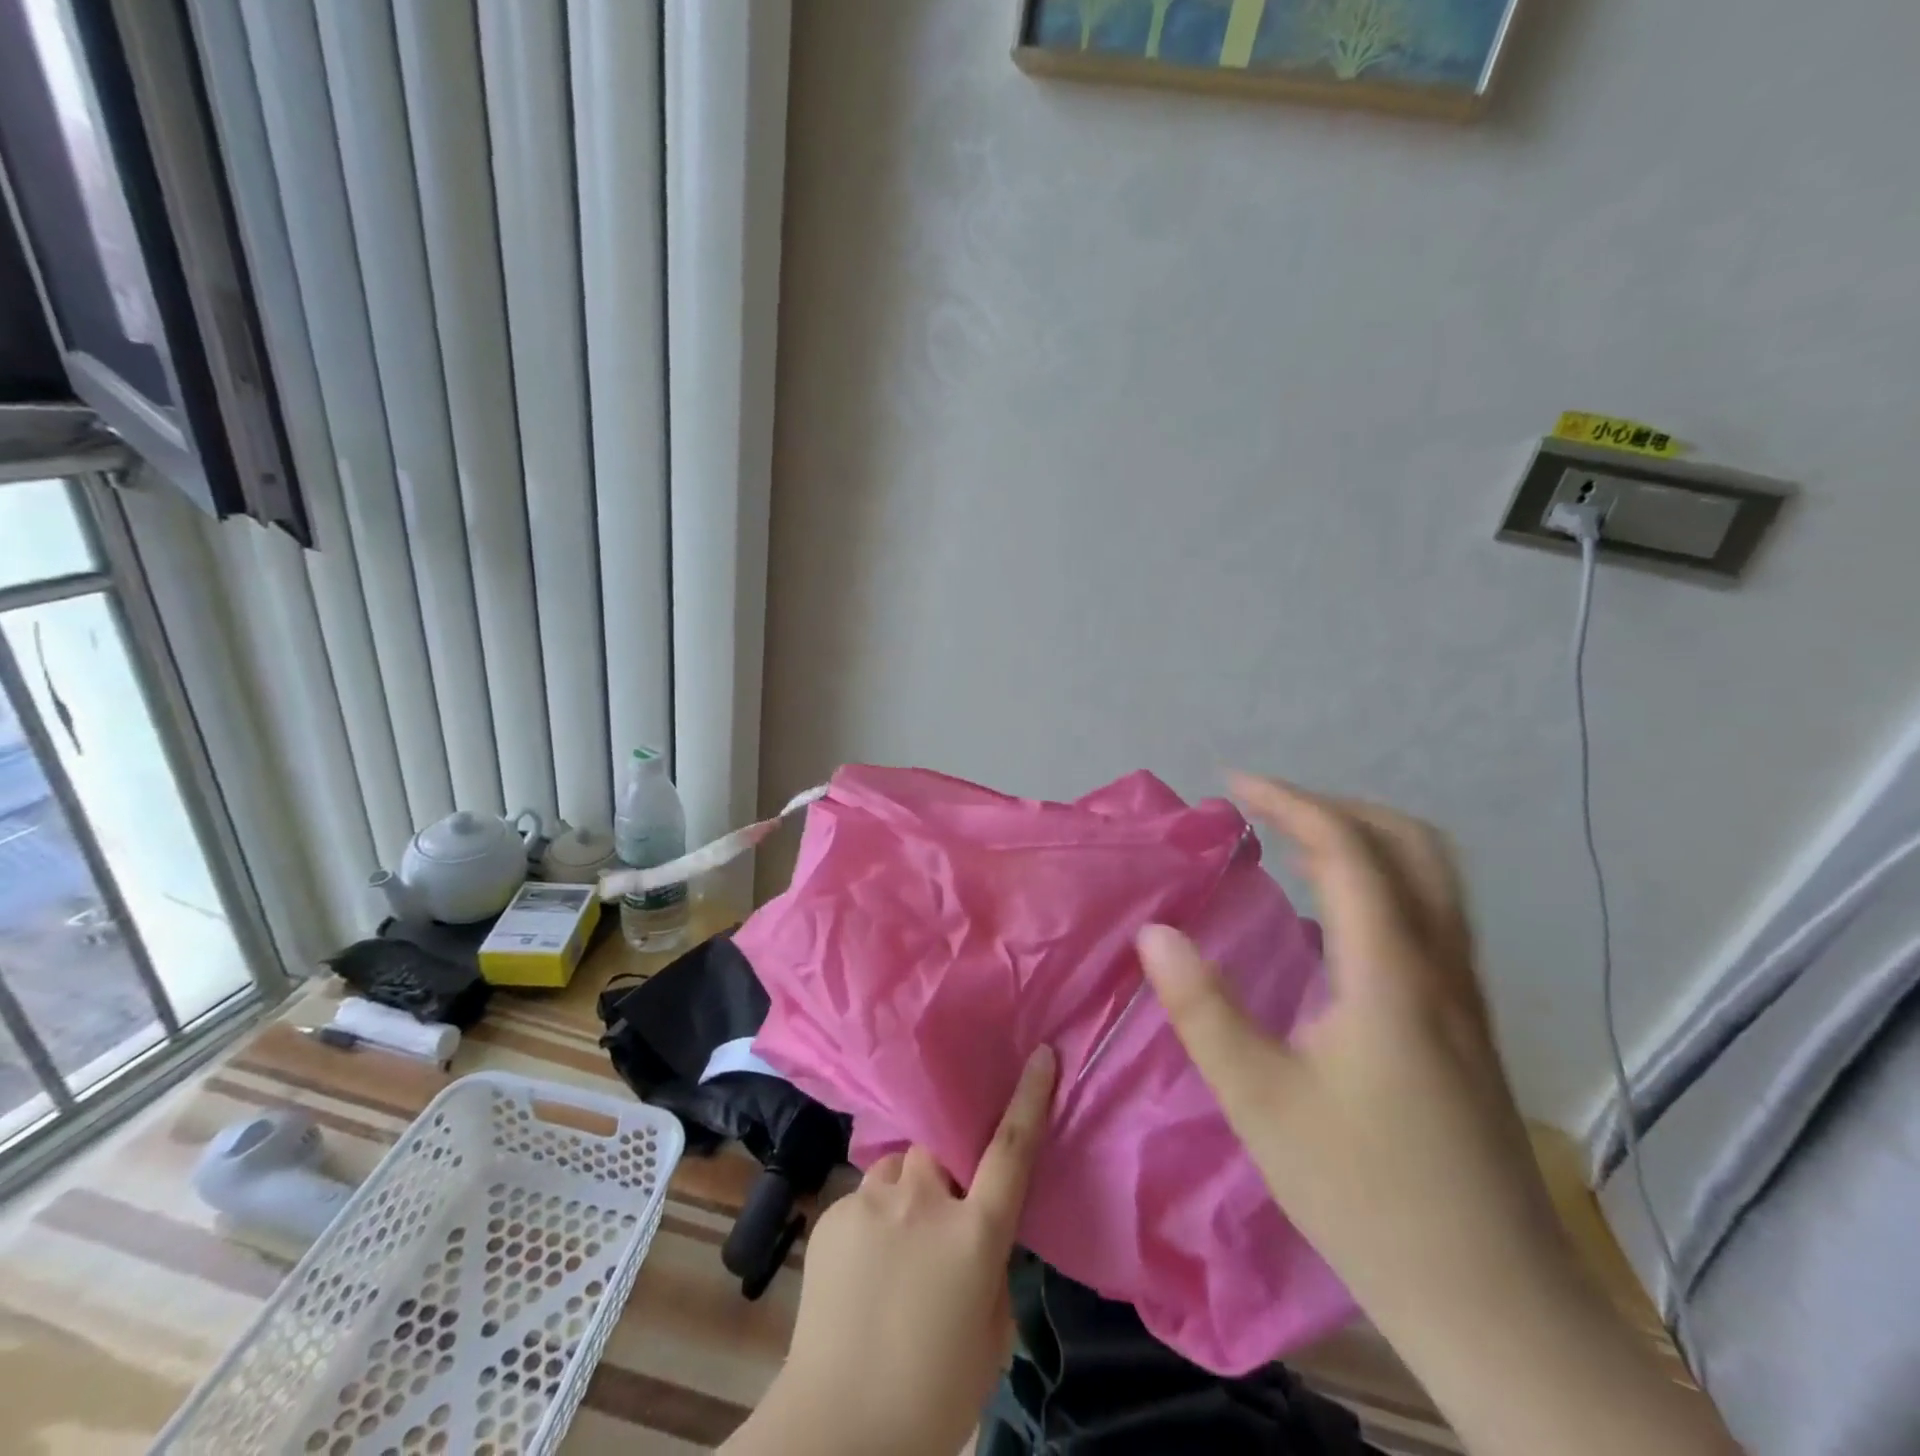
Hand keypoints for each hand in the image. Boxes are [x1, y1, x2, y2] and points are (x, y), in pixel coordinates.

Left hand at [724, 1044, 1058, 1455]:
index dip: (1030, 1097)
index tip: (1040, 1055)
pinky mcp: (834, 1213)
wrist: (838, 1432)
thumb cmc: (933, 1395)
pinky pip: (864, 1198)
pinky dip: (872, 1221)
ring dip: (904, 1195)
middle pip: (939, 1150)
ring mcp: (873, 1202)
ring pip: (898, 1170)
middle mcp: (924, 1200)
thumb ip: (991, 1269)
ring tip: (894, 1245)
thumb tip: (976, 1238)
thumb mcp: (991, 1335)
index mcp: (974, 1233)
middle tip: (937, 1215)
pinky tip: (861, 1271)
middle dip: (943, 1170)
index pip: (1011, 1149)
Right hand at [1135, 773, 1561, 1325]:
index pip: (1348, 851)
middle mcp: (1441, 966)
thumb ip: (1203, 1010)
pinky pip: (1432, 911)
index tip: (1233, 784)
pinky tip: (1333, 914)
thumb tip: (1155, 933)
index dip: (1290, 802)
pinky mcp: (1468, 1020)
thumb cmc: (1366, 1196)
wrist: (1495, 1301)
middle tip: (1266, 808)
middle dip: (1335, 806)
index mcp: (1390, 974)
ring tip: (1294, 843)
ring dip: (1364, 838)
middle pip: (1410, 844)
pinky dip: (1382, 878)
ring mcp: (1465, 993)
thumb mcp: (1261, 1102)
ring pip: (1432, 876)